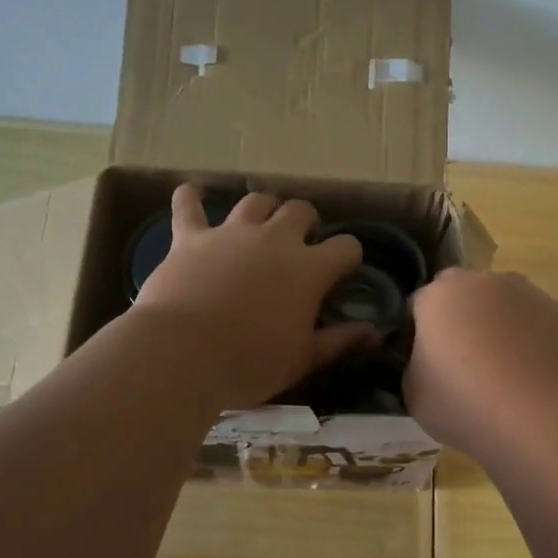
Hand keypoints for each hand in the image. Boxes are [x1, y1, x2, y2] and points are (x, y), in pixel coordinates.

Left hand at [133, 185, 373, 408]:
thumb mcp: (303, 360)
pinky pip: (188, 205)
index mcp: (309, 269)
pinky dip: (191, 198)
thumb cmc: (251, 362)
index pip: (346, 246)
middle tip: (300, 244)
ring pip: (255, 201)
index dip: (348, 256)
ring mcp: (231, 233)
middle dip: (306, 222)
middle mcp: (275, 239)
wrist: (184, 354)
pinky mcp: (190, 237)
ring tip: (260, 223)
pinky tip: (192, 194)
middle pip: (300, 210)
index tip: (343, 271)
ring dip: (263, 208)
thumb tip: (373, 333)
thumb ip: (340, 341)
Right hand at [404, 268, 557, 451]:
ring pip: (506, 306)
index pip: (418, 307)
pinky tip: (533, 377)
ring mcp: (530, 294)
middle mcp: (484, 282)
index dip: (415, 335)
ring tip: (503, 373)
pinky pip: (539, 325)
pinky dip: (534, 342)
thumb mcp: (413, 395)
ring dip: (500, 328)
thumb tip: (427, 365)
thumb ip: (415, 368)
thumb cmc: (463, 402)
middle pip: (464, 297)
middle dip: (460, 322)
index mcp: (439, 295)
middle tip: (461, 366)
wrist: (539, 415)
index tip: (421, 365)